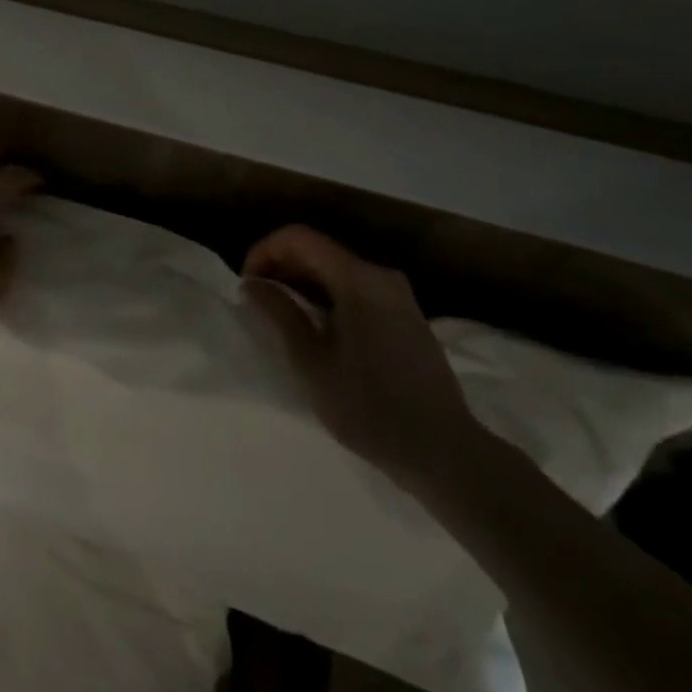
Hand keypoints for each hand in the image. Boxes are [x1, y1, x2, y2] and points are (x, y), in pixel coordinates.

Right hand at [244, 224, 487, 491]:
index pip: (298, 238)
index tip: (247, 285)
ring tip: (281, 317)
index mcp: (358, 278)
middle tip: (258, 302)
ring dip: (303, 283)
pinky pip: (356, 289)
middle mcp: (380, 275)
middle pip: (319, 250)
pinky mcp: (406, 316)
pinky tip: (317, 330)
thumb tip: (252, 284)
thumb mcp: (311, 363)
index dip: (264, 251)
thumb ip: (279, 314)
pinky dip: (328, 296)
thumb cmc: (370, 407)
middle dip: (281, 267)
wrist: (445, 453)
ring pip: (337, 270)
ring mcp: (398, 295)